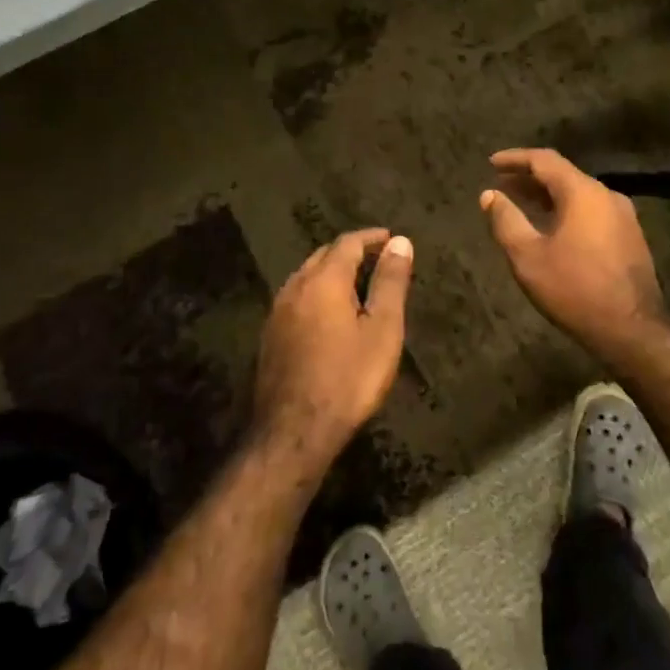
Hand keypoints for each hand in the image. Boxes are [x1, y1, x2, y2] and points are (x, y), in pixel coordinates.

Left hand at [253, 229, 412, 464]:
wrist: (294, 431)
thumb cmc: (348, 378)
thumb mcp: (382, 330)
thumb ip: (390, 283)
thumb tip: (400, 242)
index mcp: (324, 280)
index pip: (348, 243)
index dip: (371, 238)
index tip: (390, 238)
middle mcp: (295, 287)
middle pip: (323, 255)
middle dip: (350, 252)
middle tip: (376, 259)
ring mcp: (277, 312)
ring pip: (306, 276)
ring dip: (331, 272)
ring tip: (356, 284)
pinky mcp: (270, 336)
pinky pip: (297, 298)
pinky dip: (316, 293)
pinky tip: (328, 314)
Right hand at [480, 149, 669, 355]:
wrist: (632, 330)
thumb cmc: (574, 289)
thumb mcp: (528, 256)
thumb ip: (506, 220)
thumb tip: (490, 195)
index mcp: (583, 192)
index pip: (544, 159)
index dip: (515, 158)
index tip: (491, 163)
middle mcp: (606, 195)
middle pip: (563, 175)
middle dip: (529, 178)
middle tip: (501, 184)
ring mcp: (623, 216)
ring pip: (578, 194)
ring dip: (547, 195)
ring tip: (520, 204)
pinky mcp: (629, 237)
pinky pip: (591, 211)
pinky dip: (566, 210)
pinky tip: (550, 227)